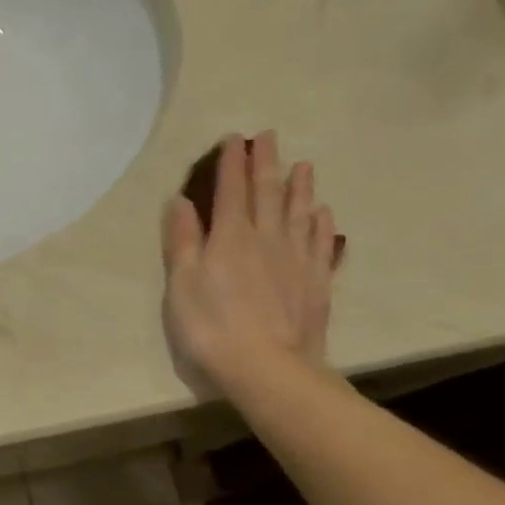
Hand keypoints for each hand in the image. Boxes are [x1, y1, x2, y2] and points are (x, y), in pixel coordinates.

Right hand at [162, 132, 341, 393]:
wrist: (269, 368)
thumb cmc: (212, 328)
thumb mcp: (182, 285)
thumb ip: (182, 241)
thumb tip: (181, 201)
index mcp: (230, 237)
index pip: (231, 190)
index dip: (232, 163)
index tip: (234, 139)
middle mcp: (266, 238)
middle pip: (267, 192)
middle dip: (266, 162)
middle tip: (269, 137)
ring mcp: (296, 259)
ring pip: (299, 212)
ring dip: (299, 186)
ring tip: (303, 164)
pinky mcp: (316, 281)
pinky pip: (320, 243)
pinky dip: (321, 224)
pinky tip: (323, 212)